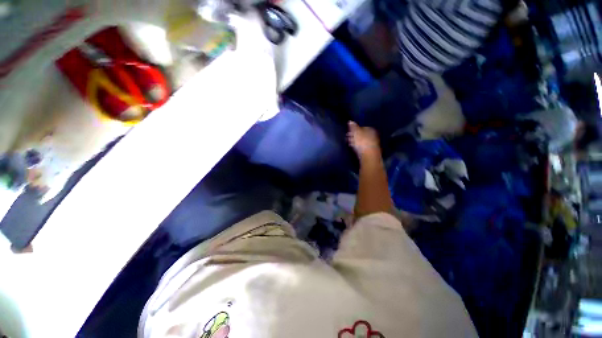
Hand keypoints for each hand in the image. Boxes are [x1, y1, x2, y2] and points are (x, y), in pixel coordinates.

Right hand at [347, 121, 380, 158]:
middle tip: (347, 138)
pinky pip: (363, 147)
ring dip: (356, 141)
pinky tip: (354, 148)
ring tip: (349, 143)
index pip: (361, 127)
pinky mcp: (370, 151)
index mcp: (370, 129)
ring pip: (362, 141)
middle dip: (355, 136)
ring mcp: (372, 143)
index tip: (348, 132)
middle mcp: (373, 135)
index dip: (354, 129)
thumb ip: (353, 127)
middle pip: (362, 134)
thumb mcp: (356, 132)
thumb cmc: (362, 142)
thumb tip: (350, 121)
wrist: (369, 155)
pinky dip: (358, 147)